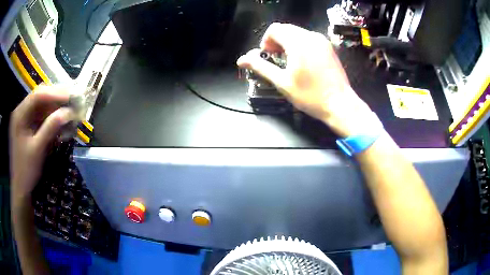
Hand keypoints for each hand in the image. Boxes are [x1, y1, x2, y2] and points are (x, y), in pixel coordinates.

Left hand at [10, 85, 73, 200]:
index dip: (55, 93)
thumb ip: (50, 128)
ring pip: (42, 105)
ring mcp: (24, 118)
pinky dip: (51, 117)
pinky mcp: (28, 126)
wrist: (21, 188)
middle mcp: (21, 111)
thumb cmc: (26, 171)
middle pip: (40, 97)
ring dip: (55, 107)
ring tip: (70, 110)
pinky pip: (41, 116)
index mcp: (20, 114)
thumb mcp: (38, 150)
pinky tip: (61, 121)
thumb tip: (68, 112)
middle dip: (56, 98)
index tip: (71, 97)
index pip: (38, 95)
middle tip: (73, 101)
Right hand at [237, 23, 376, 136]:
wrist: (340, 104)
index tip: (268, 57)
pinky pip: (308, 38)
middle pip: (285, 29)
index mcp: (298, 42)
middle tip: (277, 60)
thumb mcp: (282, 82)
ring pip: (297, 33)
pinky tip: (301, 61)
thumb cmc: (310, 95)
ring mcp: (322, 41)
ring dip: (287, 43)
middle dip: (276, 41)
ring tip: (288, 62)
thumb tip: (241, 59)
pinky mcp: (328, 47)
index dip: (266, 41)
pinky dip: (299, 45)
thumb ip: (260, 67)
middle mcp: (311, 36)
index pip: (274, 29)